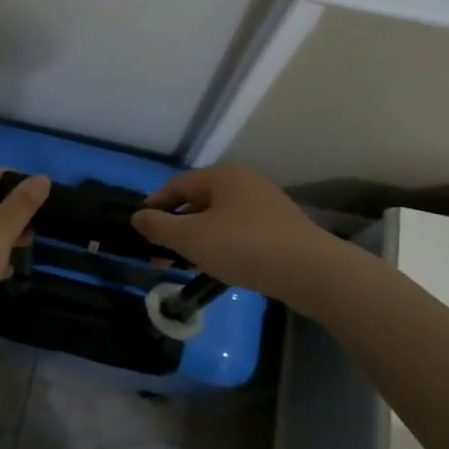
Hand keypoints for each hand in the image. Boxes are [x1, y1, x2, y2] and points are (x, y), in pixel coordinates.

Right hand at [131, 164, 334, 300]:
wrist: (311, 272)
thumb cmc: (244, 247)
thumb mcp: (192, 238)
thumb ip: (159, 227)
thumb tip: (138, 217)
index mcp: (223, 176)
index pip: (177, 185)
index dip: (154, 206)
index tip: (140, 229)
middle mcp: (245, 183)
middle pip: (198, 201)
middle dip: (175, 227)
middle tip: (159, 252)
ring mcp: (265, 205)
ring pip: (218, 218)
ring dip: (196, 238)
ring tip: (183, 263)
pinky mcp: (279, 229)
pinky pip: (238, 232)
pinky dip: (220, 244)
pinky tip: (216, 266)